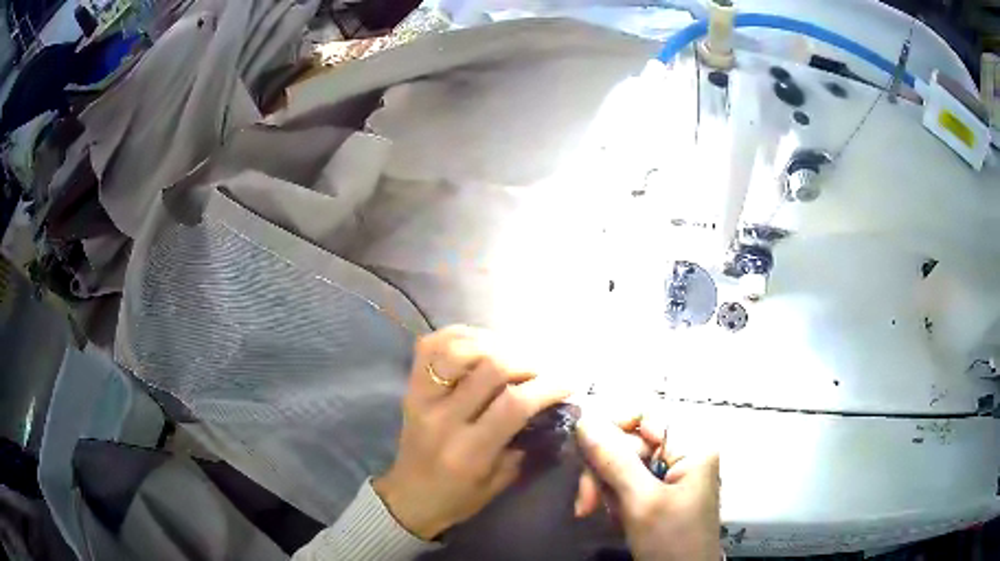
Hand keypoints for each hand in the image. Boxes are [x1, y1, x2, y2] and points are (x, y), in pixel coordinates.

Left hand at [374, 326, 572, 539]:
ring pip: (458, 349)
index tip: (569, 383)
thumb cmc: (458, 498)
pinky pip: (431, 345)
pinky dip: (460, 335)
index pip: (514, 404)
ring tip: (512, 355)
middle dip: (528, 363)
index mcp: (469, 451)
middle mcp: (443, 418)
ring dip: (494, 345)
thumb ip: (525, 443)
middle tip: (543, 370)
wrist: (409, 497)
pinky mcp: (409, 386)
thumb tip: (551, 406)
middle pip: (491, 367)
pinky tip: (482, 344)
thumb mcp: (500, 483)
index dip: (548, 387)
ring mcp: (421, 397)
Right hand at [575, 414, 720, 560]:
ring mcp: (670, 476)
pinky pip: (627, 485)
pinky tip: (612, 518)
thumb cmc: (671, 541)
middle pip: (630, 443)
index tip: (586, 452)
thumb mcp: (641, 502)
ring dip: (604, 489)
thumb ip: (614, 460)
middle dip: (603, 471)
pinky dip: (612, 500)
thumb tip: (583, 419)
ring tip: (592, 512)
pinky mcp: (659, 495)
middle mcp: (682, 455)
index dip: (614, 428)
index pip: (647, 415)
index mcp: (691, 447)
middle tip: (584, 503)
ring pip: (623, 466)